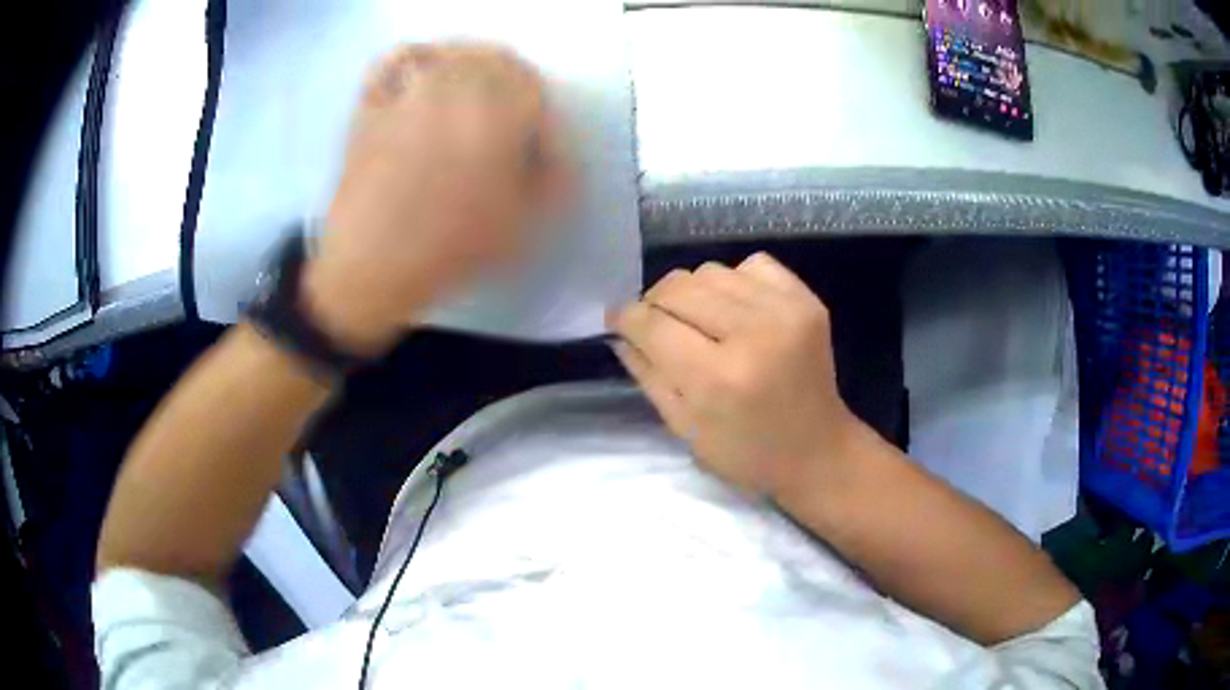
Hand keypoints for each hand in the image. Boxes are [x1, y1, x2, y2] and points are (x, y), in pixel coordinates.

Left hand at [301, 43, 568, 355]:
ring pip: (451, 54)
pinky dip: (412, 59)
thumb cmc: (451, 247)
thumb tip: (559, 155)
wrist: (372, 265)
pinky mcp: (375, 106)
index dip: (542, 117)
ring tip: (471, 91)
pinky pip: (394, 64)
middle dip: (513, 82)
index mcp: (499, 112)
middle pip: (497, 59)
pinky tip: (419, 76)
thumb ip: (554, 181)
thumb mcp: (523, 224)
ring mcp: (409, 92)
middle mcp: (455, 88)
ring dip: (471, 64)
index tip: (538, 146)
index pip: (535, 89)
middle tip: (512, 113)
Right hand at [611, 253, 860, 497]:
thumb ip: (646, 374)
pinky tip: (737, 310)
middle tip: (658, 324)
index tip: (618, 320)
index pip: (652, 324)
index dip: (626, 317)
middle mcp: (752, 333)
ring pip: (710, 271)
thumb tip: (620, 331)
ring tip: (700, 320)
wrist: (818, 450)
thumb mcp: (684, 427)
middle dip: (656, 303)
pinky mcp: (806, 300)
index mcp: (717, 378)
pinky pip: (752, 265)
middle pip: (678, 287)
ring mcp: (785, 310)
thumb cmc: (746, 453)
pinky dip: (734, 281)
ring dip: (694, 293)